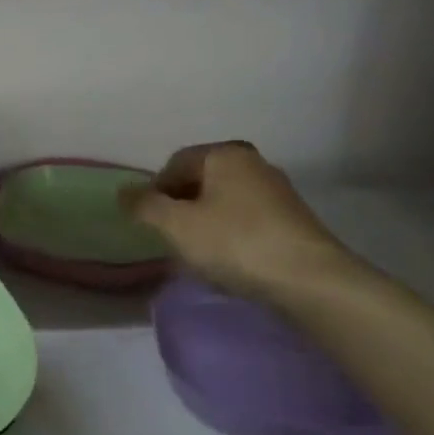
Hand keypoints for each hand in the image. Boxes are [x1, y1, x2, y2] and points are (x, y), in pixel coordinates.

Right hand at [124, 141, 360, 303]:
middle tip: (171, 237)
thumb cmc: (235, 243)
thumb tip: (123, 192)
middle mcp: (252, 162)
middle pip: (200, 180)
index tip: (150, 223)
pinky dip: (230, 233)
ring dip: (204, 221)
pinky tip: (228, 258)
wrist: (310, 280)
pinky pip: (246, 218)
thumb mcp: (177, 225)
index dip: (155, 192)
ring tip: (198, 252)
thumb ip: (144, 206)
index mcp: (224, 154)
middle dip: (180, 206)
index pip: (175, 164)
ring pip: (223, 200)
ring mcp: (276, 190)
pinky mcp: (292, 218)